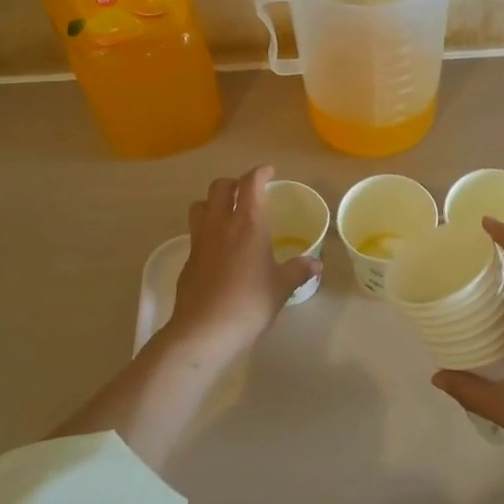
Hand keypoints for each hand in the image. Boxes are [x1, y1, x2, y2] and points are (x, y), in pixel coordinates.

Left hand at [165, 166, 319, 355]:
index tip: (269, 172)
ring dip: (213, 202)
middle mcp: (220, 224)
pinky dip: (207, 230)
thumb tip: (316, 263)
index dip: (260, 173)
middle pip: (219, 187)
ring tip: (227, 214)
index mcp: (247, 223)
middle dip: (233, 183)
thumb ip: (298, 270)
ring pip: (200, 206)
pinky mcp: (188, 260)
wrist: (203, 331)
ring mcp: (199, 241)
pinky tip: (219, 249)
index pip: (250, 184)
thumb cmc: (249, 303)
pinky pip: (196, 233)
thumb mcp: (281, 287)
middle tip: (247, 192)